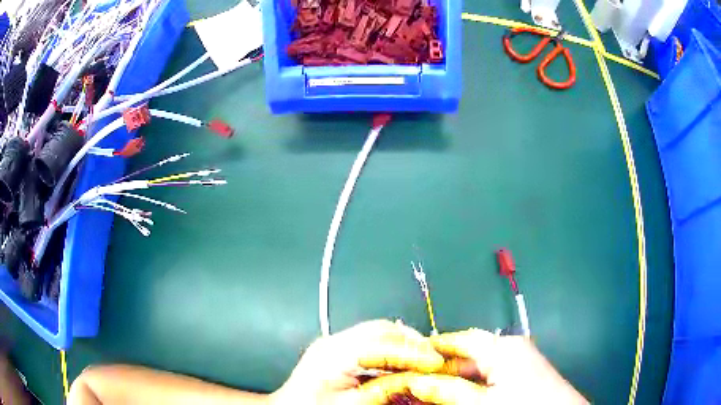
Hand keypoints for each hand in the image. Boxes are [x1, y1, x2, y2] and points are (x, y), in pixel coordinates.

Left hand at [270, 320, 443, 404]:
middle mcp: (333, 341)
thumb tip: (416, 379)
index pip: (383, 343)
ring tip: (422, 359)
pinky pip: (370, 340)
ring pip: (378, 331)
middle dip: (412, 342)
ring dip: (403, 343)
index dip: (413, 353)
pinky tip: (401, 362)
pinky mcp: (335, 349)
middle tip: (433, 358)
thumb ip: (385, 390)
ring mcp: (333, 342)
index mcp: (333, 354)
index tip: (436, 362)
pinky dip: (391, 348)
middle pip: (381, 329)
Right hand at [391, 329, 587, 403]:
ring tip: (433, 390)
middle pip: (468, 353)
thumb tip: (417, 381)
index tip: (407, 358)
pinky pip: (491, 374)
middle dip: (442, 368)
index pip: (459, 339)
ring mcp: (520, 359)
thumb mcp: (480, 402)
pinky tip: (460, 395)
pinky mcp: (524, 371)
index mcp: (502, 346)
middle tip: (416, 381)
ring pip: (478, 366)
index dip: (432, 348)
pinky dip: (473, 384)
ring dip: (456, 378)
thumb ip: (448, 390)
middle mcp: (511, 346)